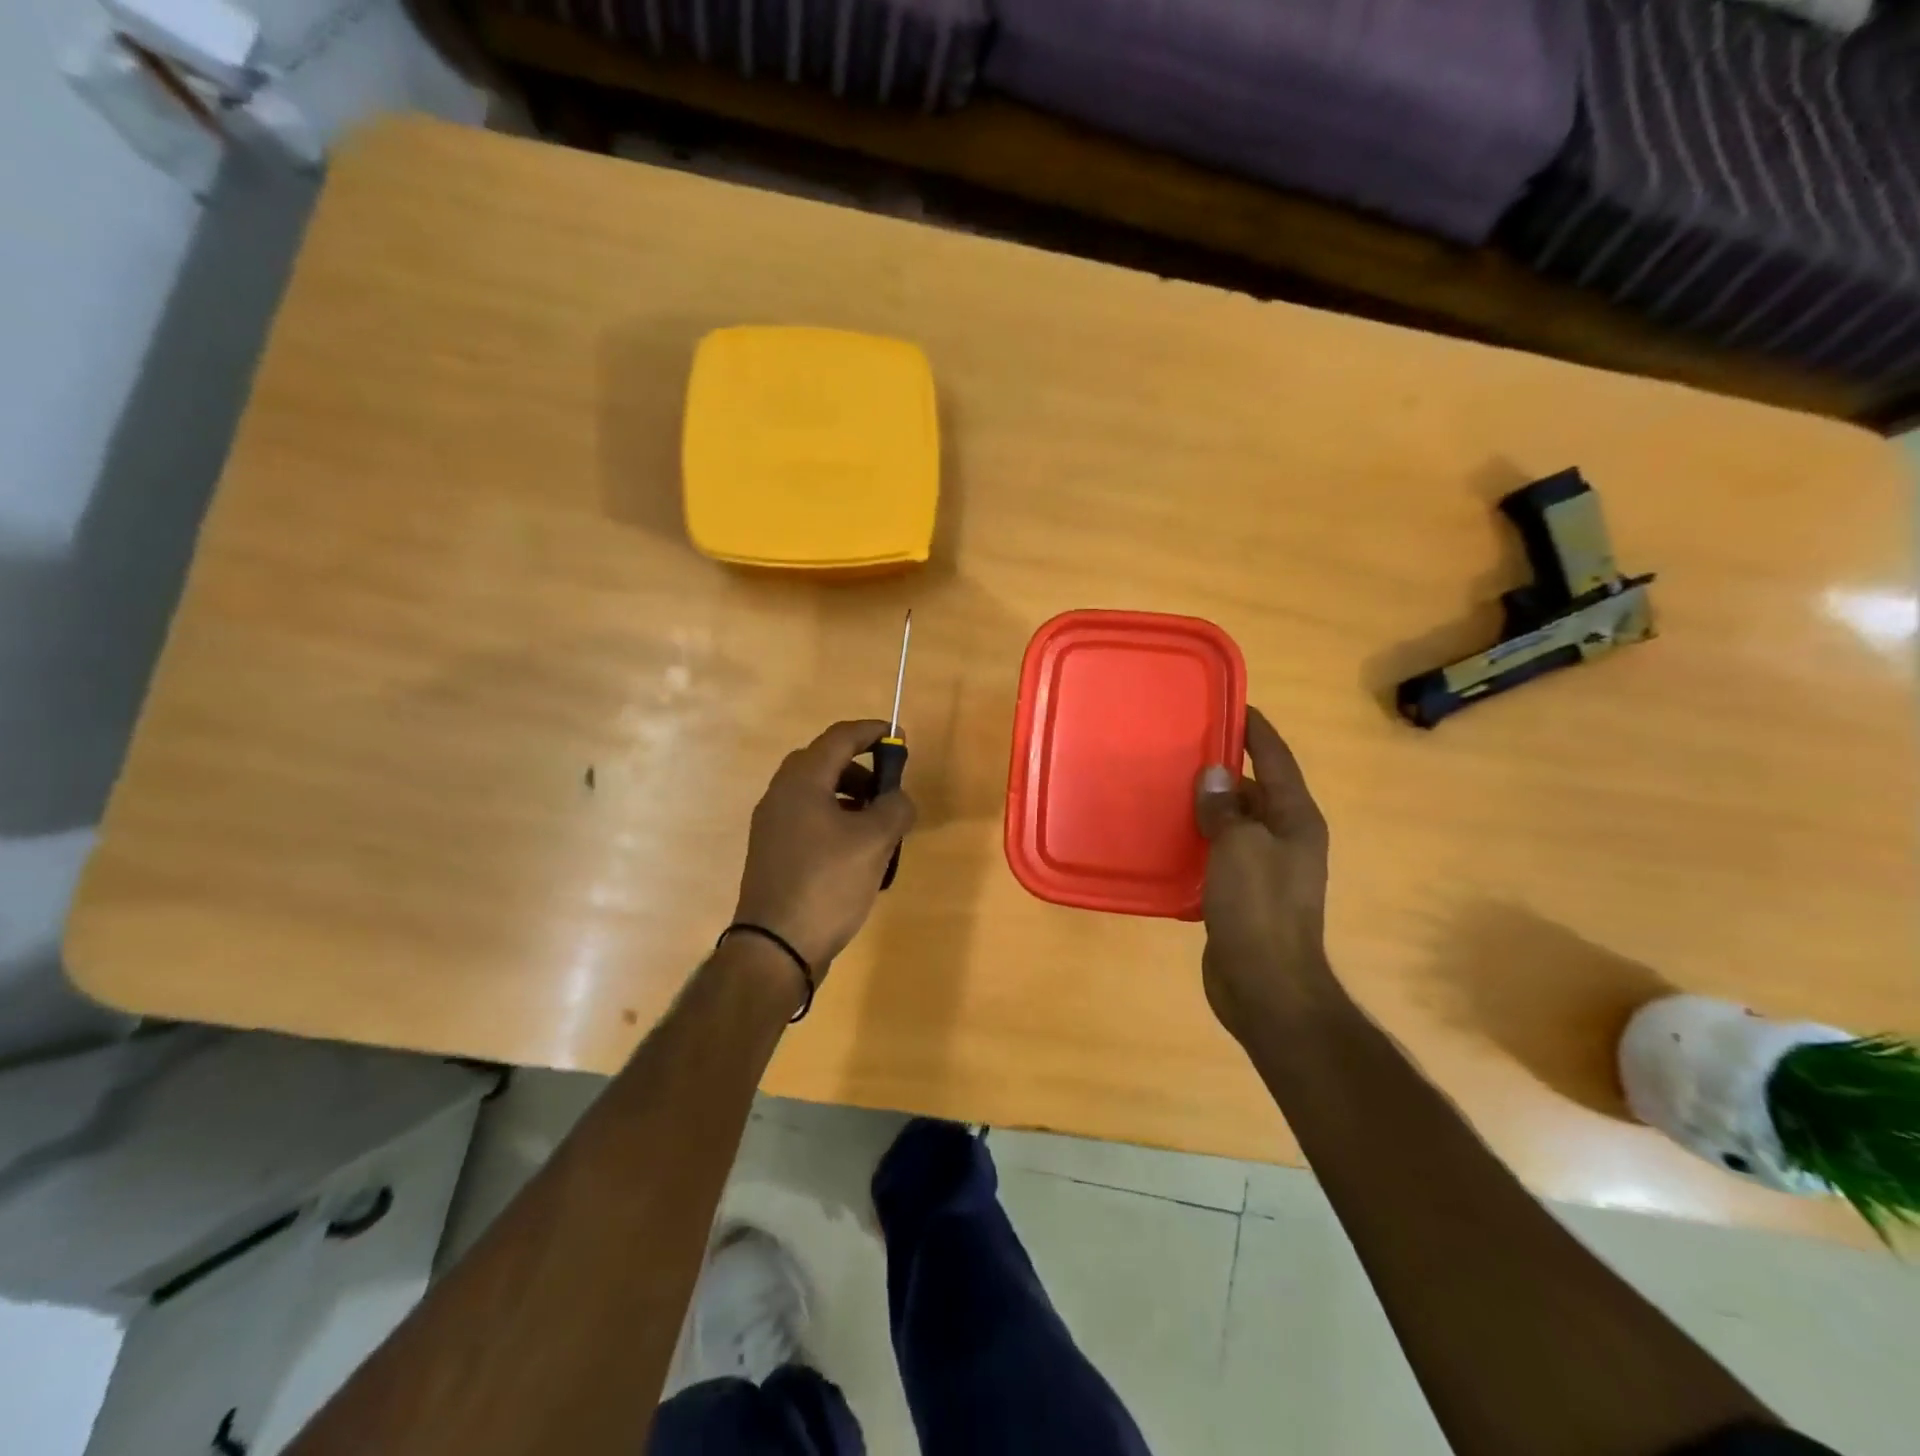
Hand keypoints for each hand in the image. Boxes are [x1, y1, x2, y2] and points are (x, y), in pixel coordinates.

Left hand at [732, 719, 916, 973]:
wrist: (775, 947)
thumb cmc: (827, 884)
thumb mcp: (874, 842)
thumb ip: (895, 808)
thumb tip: (898, 799)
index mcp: (802, 781)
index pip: (839, 738)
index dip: (872, 732)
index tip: (899, 738)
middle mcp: (780, 794)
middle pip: (824, 762)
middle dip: (861, 768)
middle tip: (888, 789)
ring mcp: (771, 824)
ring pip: (816, 792)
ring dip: (850, 796)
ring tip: (877, 825)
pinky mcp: (772, 851)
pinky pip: (808, 818)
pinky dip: (835, 819)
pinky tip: (855, 851)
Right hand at [1193, 707, 1333, 1040]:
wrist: (1266, 988)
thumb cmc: (1259, 910)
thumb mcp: (1240, 849)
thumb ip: (1226, 808)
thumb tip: (1214, 774)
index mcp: (1295, 820)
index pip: (1277, 760)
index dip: (1255, 730)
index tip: (1229, 703)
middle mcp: (1285, 838)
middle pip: (1253, 790)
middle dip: (1221, 769)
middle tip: (1178, 747)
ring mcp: (1264, 869)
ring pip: (1232, 823)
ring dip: (1205, 807)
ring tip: (1163, 786)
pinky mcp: (1241, 894)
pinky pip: (1217, 854)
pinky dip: (1196, 841)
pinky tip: (1164, 837)